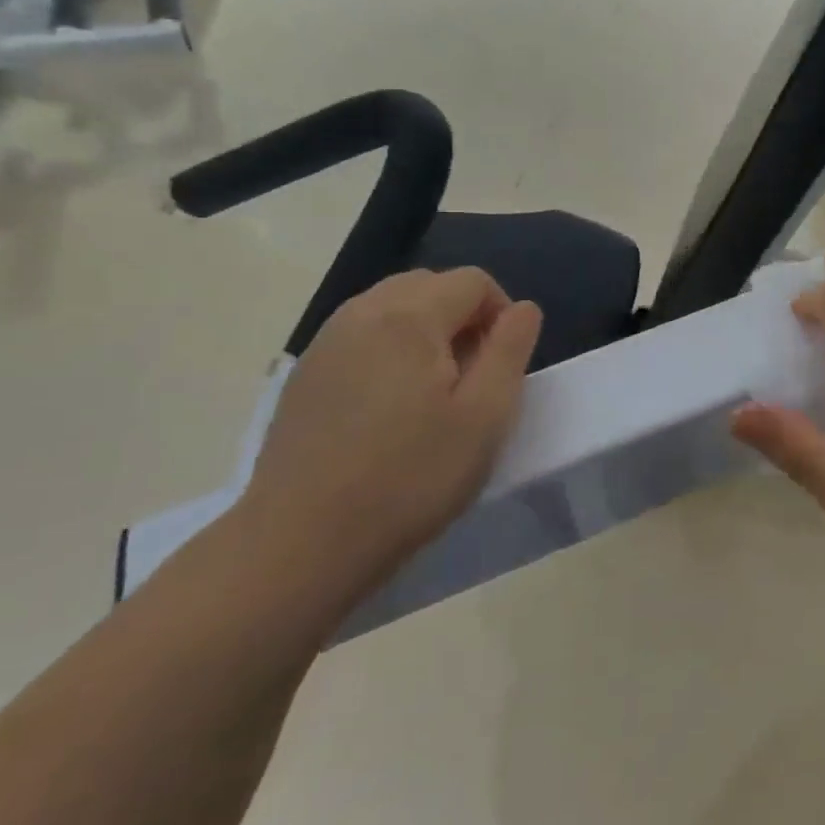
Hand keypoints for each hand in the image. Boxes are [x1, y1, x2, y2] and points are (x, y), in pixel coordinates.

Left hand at [237, 269, 541, 597]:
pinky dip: (389, 348)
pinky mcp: (304, 375)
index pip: (472, 281)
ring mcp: (325, 344)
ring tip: (434, 390)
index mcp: (410, 318)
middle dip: (463, 315)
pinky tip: (390, 406)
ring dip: (425, 330)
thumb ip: (511, 350)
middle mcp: (362, 314)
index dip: (502, 312)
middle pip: (428, 285)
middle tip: (474, 374)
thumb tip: (523, 309)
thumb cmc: (410, 478)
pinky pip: (360, 336)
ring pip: (391, 307)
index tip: (504, 363)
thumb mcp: (486, 416)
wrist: (300, 543)